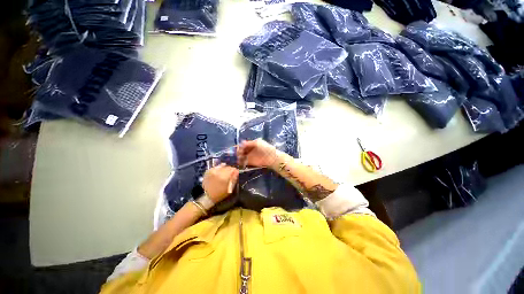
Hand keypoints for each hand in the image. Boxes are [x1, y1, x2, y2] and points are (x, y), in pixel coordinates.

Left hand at [202, 164, 238, 202]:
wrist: (208, 196)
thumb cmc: (221, 193)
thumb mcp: (230, 188)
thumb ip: (234, 178)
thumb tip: (237, 171)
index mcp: (224, 177)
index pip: (233, 169)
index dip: (235, 171)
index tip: (236, 173)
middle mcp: (218, 172)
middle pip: (227, 167)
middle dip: (230, 169)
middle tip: (230, 173)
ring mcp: (212, 171)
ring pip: (222, 166)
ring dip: (225, 168)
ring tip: (225, 172)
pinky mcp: (208, 171)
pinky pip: (216, 167)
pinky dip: (219, 168)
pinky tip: (220, 171)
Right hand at [237, 139, 277, 167]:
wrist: (271, 157)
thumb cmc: (265, 148)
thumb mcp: (257, 142)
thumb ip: (249, 143)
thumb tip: (241, 142)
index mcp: (251, 144)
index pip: (243, 145)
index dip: (239, 146)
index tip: (236, 147)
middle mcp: (249, 150)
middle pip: (241, 150)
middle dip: (238, 151)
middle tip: (237, 153)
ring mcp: (250, 156)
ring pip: (241, 156)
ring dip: (238, 156)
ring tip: (238, 157)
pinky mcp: (250, 162)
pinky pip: (243, 162)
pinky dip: (240, 162)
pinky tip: (238, 161)